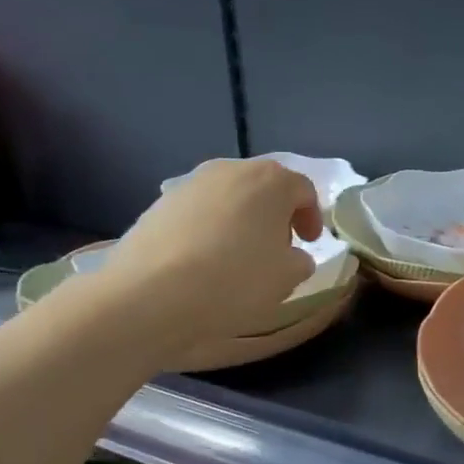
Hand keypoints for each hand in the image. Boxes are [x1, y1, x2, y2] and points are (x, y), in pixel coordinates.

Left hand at [82, 159, 322, 344]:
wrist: (151, 294)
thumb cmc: (235, 280)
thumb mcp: (287, 278)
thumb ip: (301, 260)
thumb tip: (292, 256)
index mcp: (271, 180)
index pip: (303, 190)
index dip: (312, 217)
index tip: (309, 243)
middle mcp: (231, 170)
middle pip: (264, 186)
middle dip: (276, 214)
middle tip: (278, 247)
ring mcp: (191, 183)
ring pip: (229, 196)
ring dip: (241, 219)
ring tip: (239, 255)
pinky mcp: (160, 203)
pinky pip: (199, 211)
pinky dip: (210, 228)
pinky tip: (205, 261)